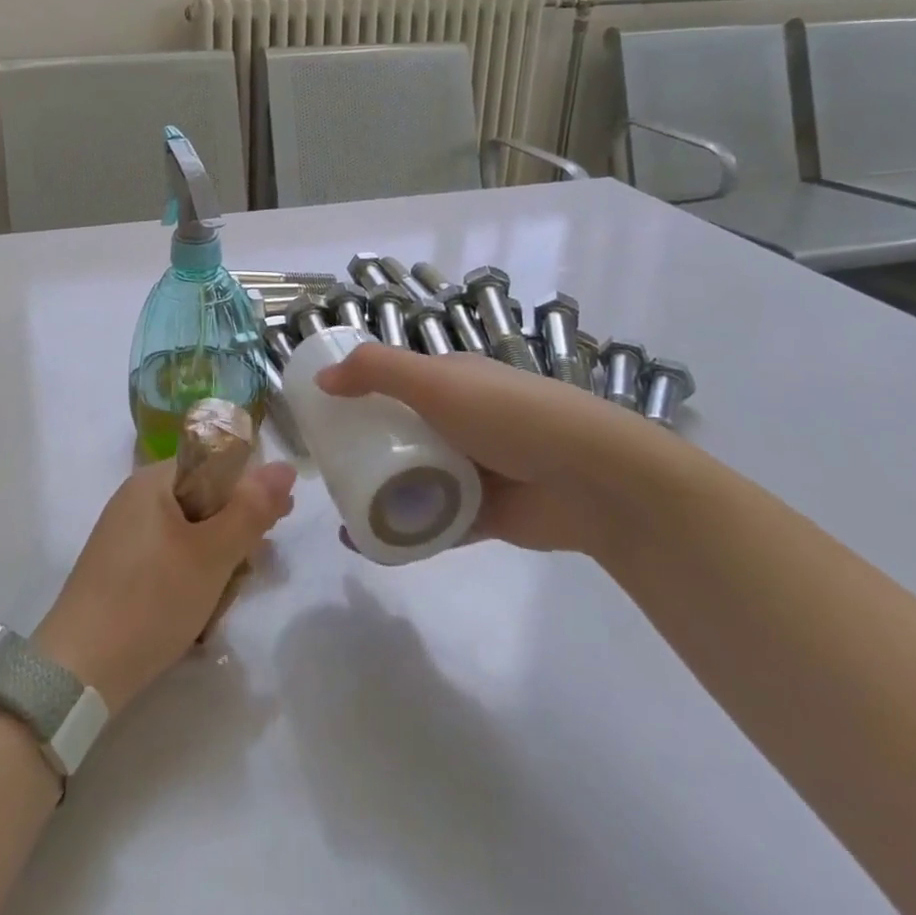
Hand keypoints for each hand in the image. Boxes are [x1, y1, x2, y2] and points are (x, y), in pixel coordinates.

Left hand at [33, 459, 296, 710]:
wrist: (79, 671)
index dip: (250, 491)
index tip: (276, 524)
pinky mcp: (120, 569)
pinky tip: (199, 614)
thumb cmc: (152, 600)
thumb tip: (286, 466)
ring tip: (224, 599)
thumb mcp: (212, 554)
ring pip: (190, 535)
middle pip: (204, 501)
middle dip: (233, 535)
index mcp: (153, 480)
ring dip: (215, 563)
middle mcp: (136, 499)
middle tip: (251, 569)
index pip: (216, 465)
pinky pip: (169, 559)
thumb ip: (251, 509)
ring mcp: (125, 535)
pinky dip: (190, 579)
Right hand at [314, 343, 684, 557]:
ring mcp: (472, 469)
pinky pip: (433, 522)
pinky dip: (404, 531)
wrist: (594, 480)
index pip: (394, 381)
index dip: (357, 394)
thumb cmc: (510, 415)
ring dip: (378, 493)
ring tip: (340, 510)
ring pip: (413, 479)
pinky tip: (370, 544)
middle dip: (361, 449)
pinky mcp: (483, 514)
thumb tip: (322, 379)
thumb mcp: (438, 381)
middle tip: (324, 468)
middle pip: (398, 432)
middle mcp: (459, 421)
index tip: (320, 416)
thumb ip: (377, 371)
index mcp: (451, 382)